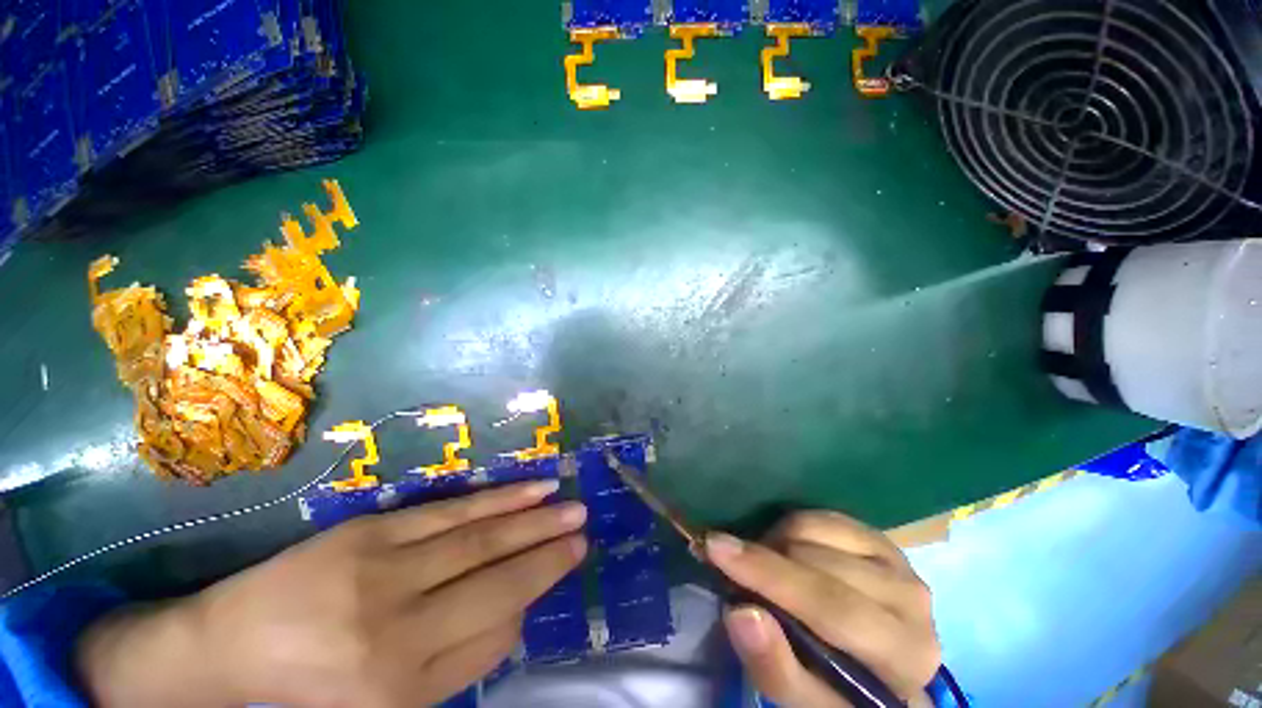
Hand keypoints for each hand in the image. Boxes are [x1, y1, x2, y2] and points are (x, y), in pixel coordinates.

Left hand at [76, 481, 587, 707]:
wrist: (231, 645)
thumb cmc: (317, 686)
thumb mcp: (391, 702)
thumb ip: (461, 660)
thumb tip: (518, 608)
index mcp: (403, 687)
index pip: (496, 628)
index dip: (537, 591)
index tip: (569, 562)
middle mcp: (400, 629)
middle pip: (498, 580)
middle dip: (550, 553)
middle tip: (586, 530)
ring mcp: (385, 571)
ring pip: (482, 539)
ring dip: (535, 521)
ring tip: (572, 507)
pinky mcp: (374, 531)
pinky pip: (453, 513)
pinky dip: (500, 500)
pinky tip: (531, 490)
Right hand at [706, 511, 940, 707]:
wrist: (877, 665)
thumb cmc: (839, 688)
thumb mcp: (806, 701)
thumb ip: (776, 670)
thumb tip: (741, 612)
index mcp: (905, 654)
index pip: (832, 608)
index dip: (768, 575)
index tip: (714, 547)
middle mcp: (913, 601)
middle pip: (819, 562)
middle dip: (765, 558)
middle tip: (735, 567)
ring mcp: (899, 561)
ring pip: (817, 530)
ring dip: (777, 543)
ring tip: (768, 568)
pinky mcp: (881, 538)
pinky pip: (822, 514)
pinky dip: (792, 526)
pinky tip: (789, 552)